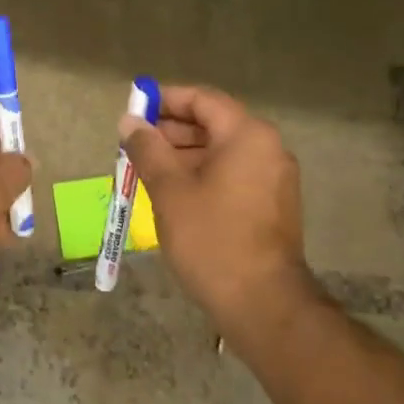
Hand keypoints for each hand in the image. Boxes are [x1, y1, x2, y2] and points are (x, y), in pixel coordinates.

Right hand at [120, 85, 316, 343]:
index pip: (202, 99)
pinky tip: (173, 193)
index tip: (134, 110)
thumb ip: (147, 148)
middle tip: (134, 144)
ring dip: (183, 155)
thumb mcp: (169, 190)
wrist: (263, 304)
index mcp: (246, 135)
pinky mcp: (272, 205)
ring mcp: (274, 178)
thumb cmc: (211, 238)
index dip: (165, 100)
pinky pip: (232, 174)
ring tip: (146, 170)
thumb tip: (129, 121)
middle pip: (213, 123)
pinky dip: (203, 174)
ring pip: (221, 151)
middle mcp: (267, 148)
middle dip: (171, 131)